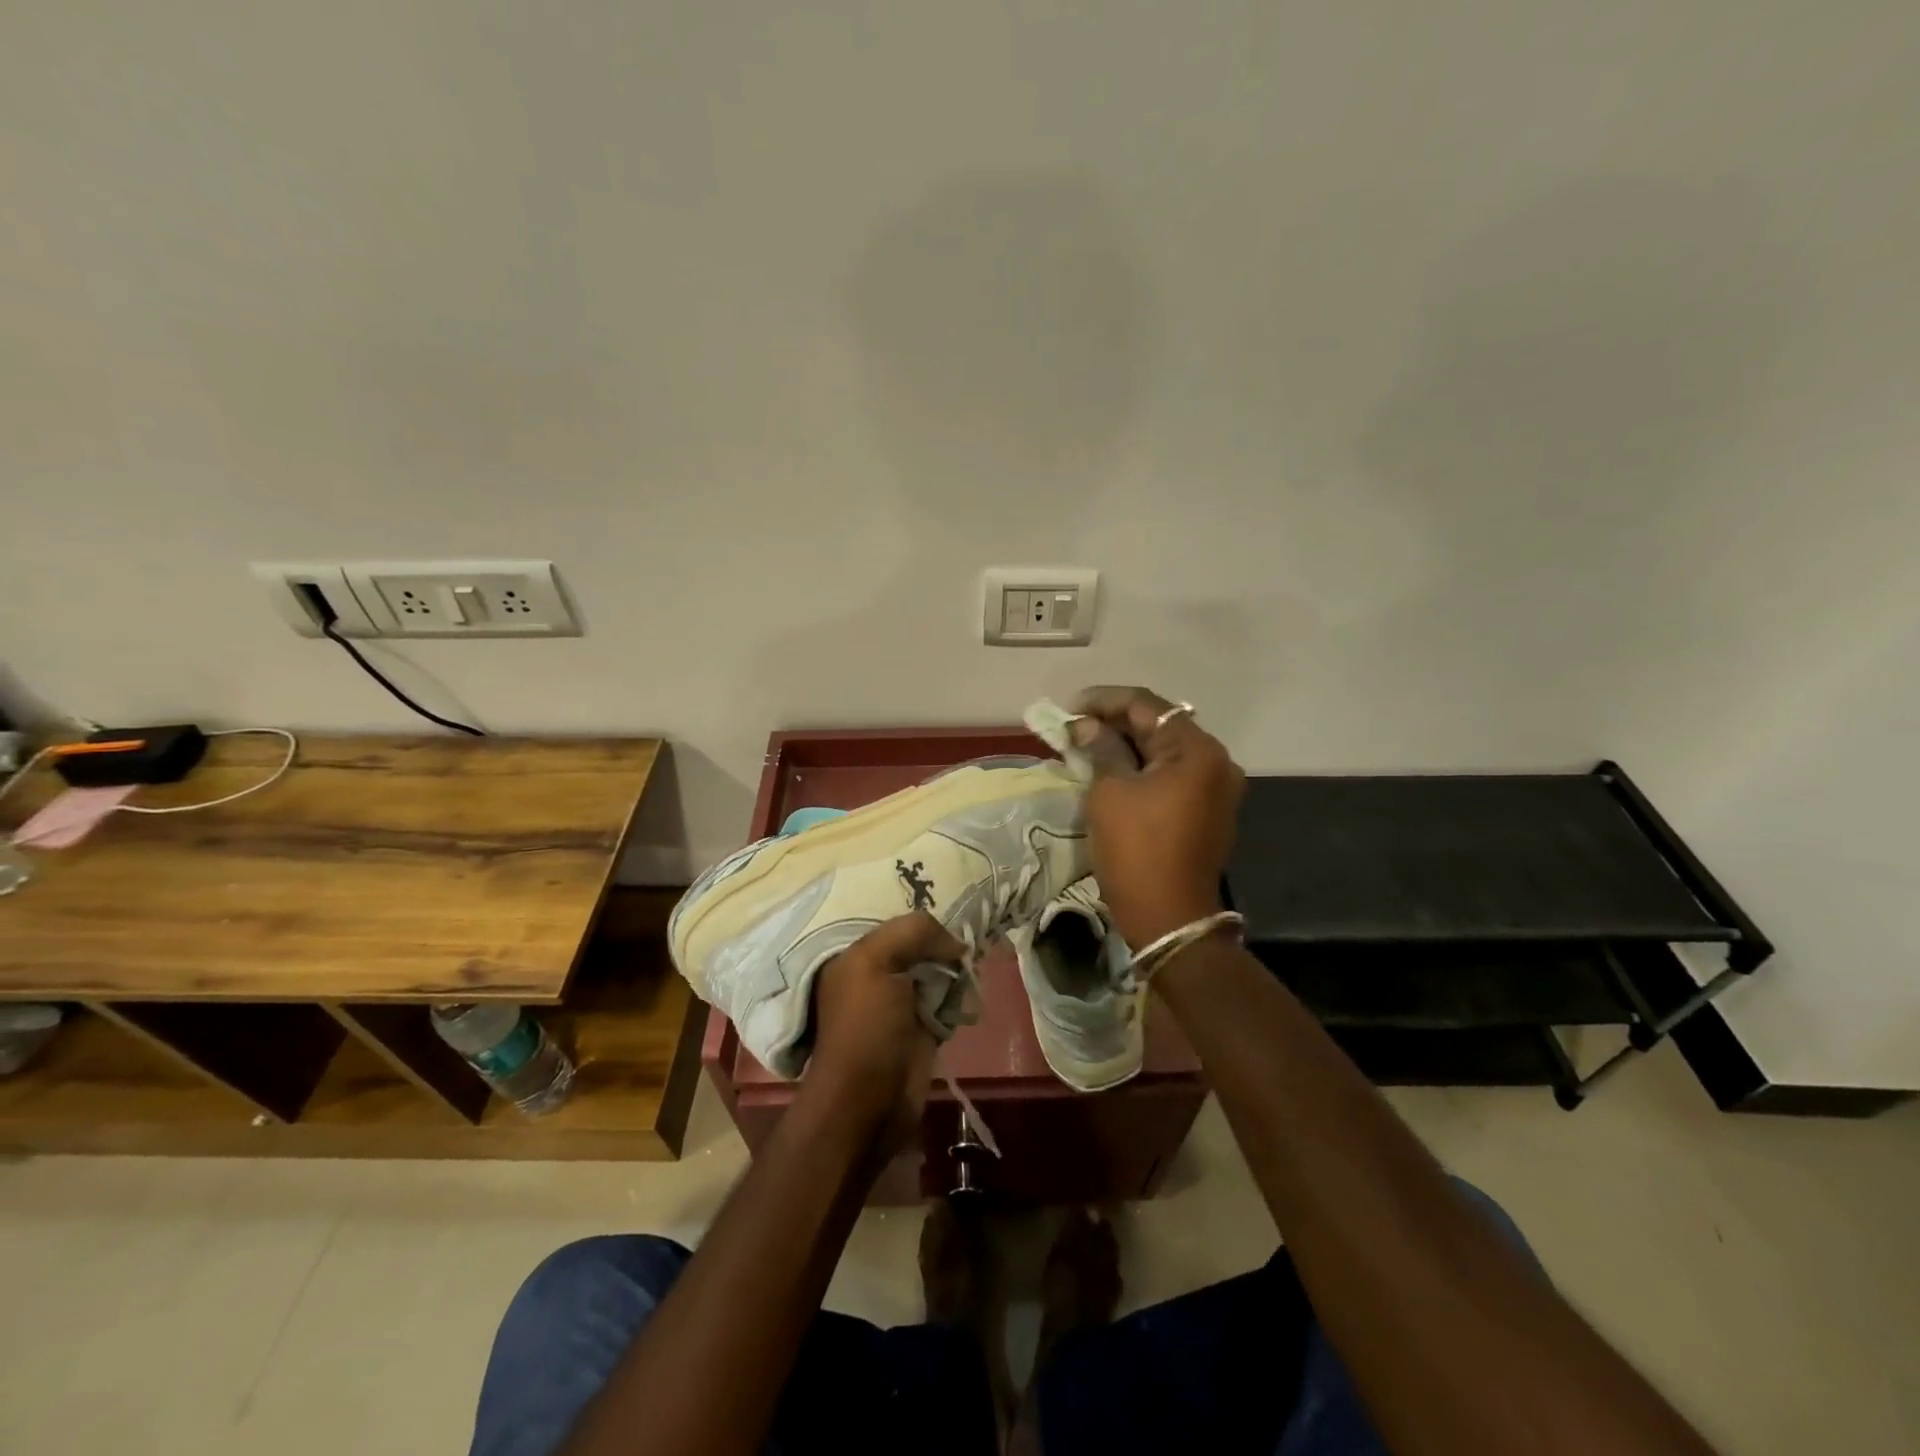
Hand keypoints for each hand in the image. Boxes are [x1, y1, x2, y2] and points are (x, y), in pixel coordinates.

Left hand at [808, 911, 962, 1147]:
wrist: (870, 1101)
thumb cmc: (866, 1027)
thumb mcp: (876, 962)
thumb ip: (912, 933)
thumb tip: (955, 943)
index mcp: (855, 953)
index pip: (892, 918)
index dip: (920, 910)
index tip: (954, 897)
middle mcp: (877, 972)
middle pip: (918, 942)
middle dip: (944, 937)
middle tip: (977, 922)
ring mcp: (902, 1001)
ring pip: (937, 968)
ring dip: (958, 965)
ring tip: (979, 953)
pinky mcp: (924, 1026)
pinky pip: (950, 997)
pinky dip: (963, 993)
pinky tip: (974, 985)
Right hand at [1069, 686, 1245, 948]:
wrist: (1169, 918)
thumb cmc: (1136, 850)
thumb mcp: (1110, 792)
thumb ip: (1100, 748)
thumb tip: (1086, 726)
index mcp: (1197, 750)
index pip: (1146, 706)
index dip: (1104, 701)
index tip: (1069, 709)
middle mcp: (1216, 761)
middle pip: (1159, 726)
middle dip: (1114, 723)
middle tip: (1074, 727)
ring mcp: (1216, 788)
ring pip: (1164, 751)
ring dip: (1127, 746)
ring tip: (1086, 746)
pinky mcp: (1207, 811)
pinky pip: (1171, 775)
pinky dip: (1142, 768)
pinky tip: (1111, 770)